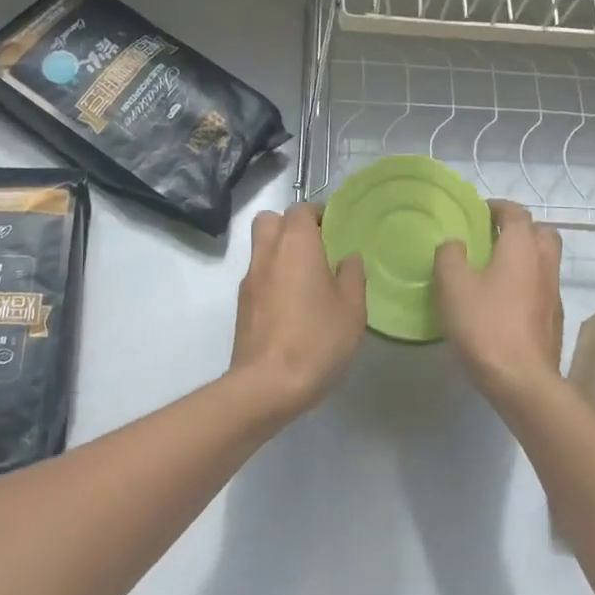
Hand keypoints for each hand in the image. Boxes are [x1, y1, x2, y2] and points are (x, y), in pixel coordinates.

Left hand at [229, 203, 367, 421]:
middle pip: (270, 221)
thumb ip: (352, 275)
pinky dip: (273, 278)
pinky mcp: (242, 305)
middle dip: (291, 226)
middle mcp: (267, 253)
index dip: (317, 214)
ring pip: (261, 248)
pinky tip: (292, 306)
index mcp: (296, 244)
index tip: (334, 230)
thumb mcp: (352, 308)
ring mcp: (249, 279)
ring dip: (280, 253)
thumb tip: (348, 258)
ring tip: (306, 279)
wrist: (267, 384)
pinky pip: (258, 276)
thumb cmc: (317, 338)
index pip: (301, 209)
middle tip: (316, 248)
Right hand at [435, 200, 563, 402]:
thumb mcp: (453, 286)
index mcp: (521, 247)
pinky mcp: (554, 320)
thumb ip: (450, 256)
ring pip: (545, 261)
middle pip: (541, 233)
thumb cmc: (485, 325)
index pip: (516, 213)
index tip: (479, 211)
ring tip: (495, 269)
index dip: (498, 207)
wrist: (523, 380)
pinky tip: (504, 301)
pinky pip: (542, 287)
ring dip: (526, 257)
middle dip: (520, 229)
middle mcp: (544, 264)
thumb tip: (455, 244)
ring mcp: (553, 293)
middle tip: (493, 237)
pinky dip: (527, 283)